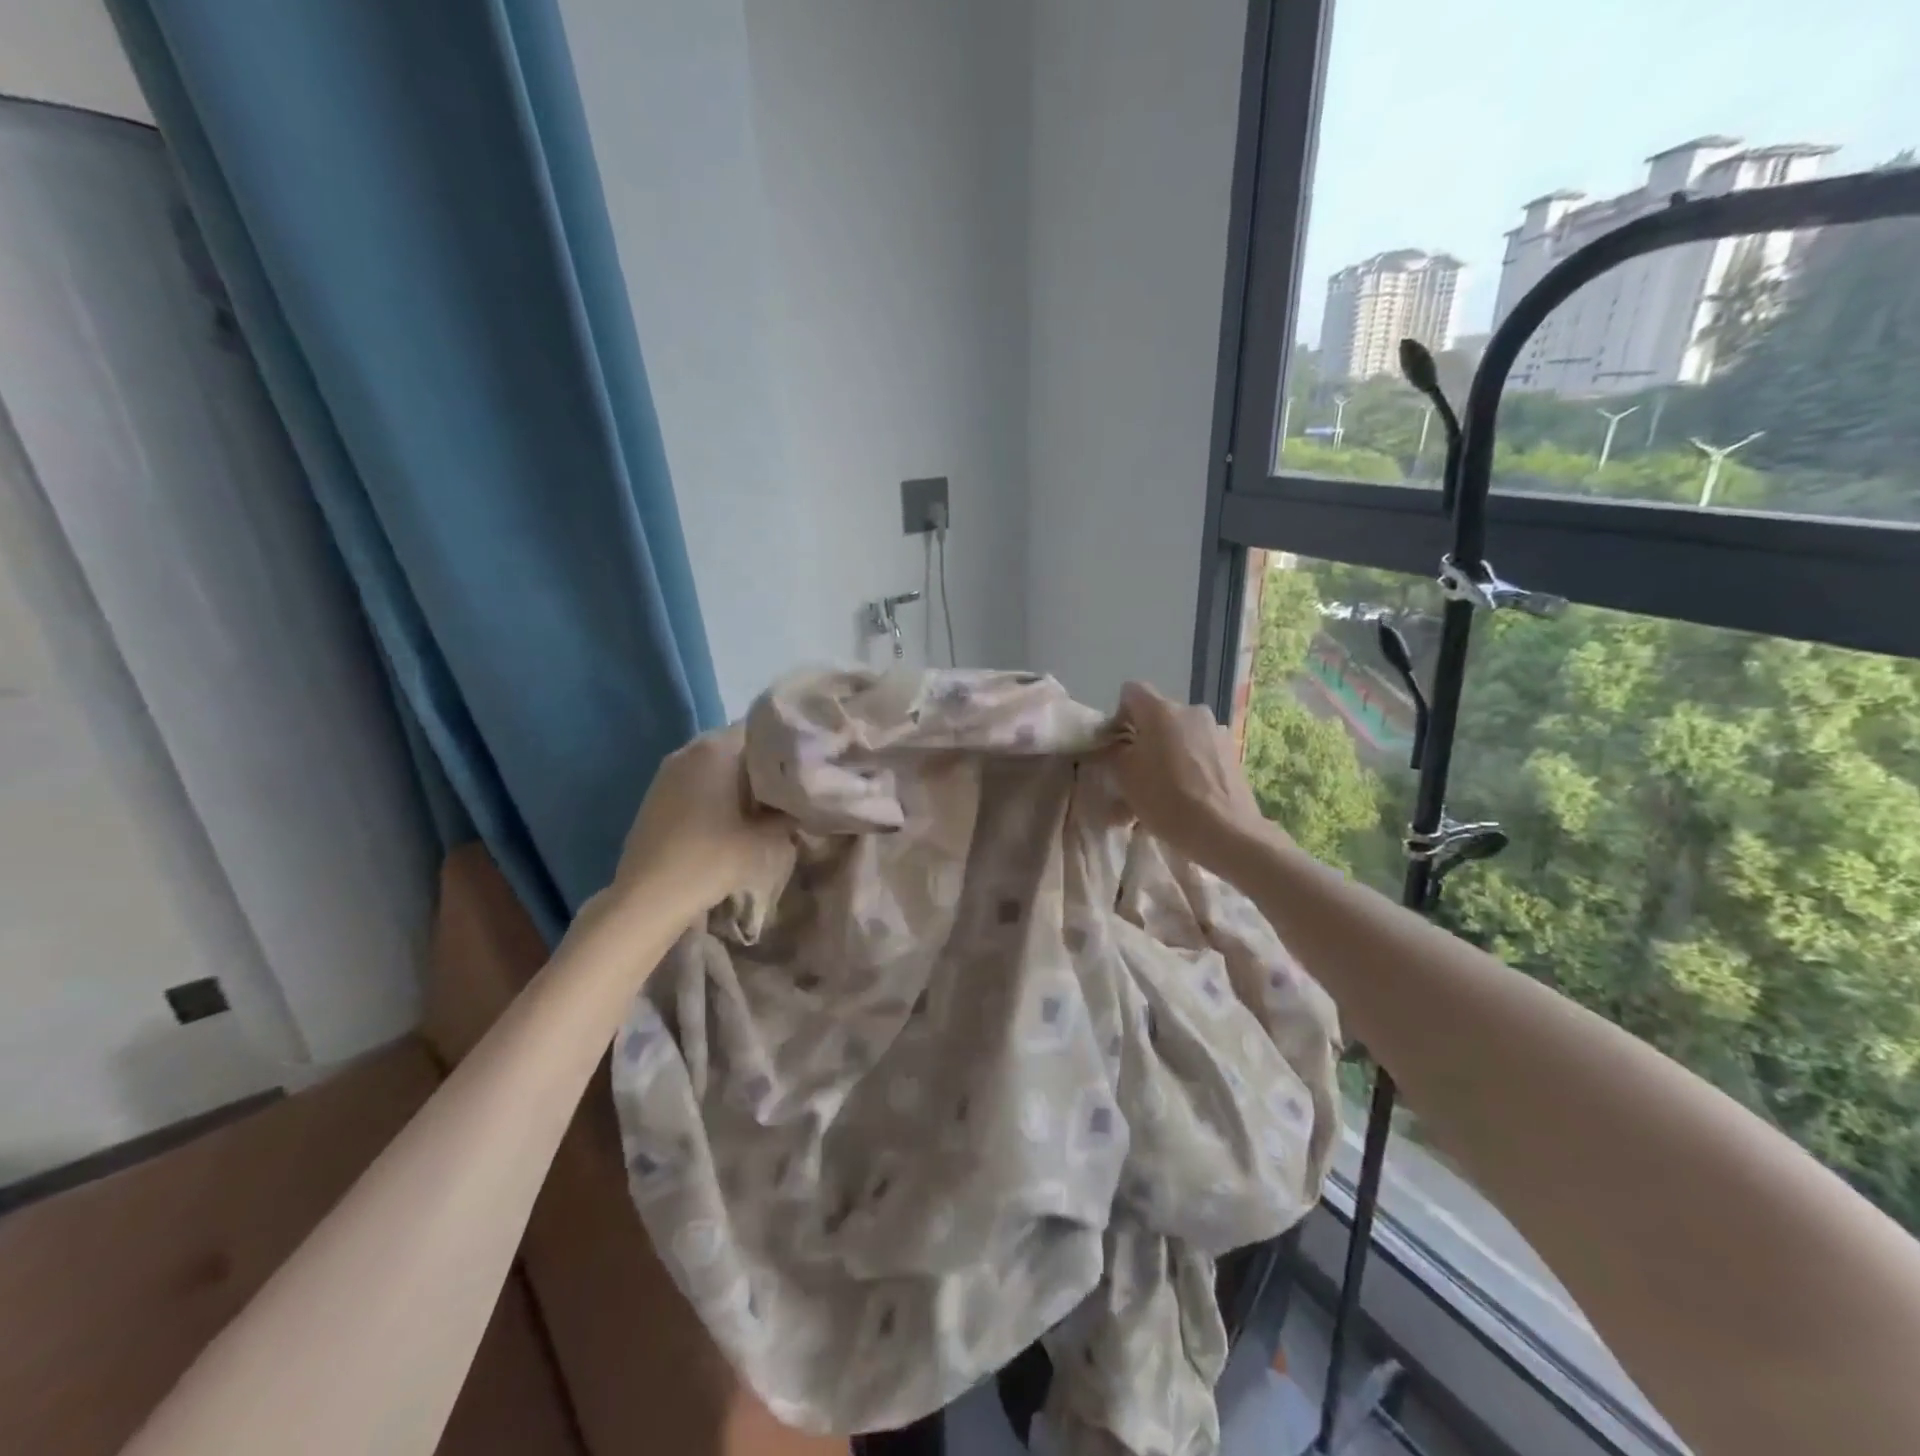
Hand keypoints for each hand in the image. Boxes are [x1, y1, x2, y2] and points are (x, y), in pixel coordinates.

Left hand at [612, 726, 789, 914]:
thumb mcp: (768, 839)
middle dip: (764, 762)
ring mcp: (668, 772)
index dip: (787, 742)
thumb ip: (791, 813)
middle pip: (738, 744)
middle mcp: (689, 749)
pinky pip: (697, 780)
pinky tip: (732, 817)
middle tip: (792, 784)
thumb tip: (806, 802)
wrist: (648, 898)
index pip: (762, 727)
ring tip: (766, 802)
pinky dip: (717, 791)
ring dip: (740, 778)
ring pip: (716, 763)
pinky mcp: (656, 795)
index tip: (807, 762)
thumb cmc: (712, 859)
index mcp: (716, 748)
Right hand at [1109, 682, 1270, 865]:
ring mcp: (1216, 730)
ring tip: (1162, 789)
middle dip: (1144, 738)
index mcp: (1161, 710)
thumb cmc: (1167, 800)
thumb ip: (1113, 752)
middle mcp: (1191, 711)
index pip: (1131, 691)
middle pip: (1157, 715)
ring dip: (1167, 753)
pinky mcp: (1232, 752)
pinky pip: (1199, 751)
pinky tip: (1186, 795)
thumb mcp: (1124, 777)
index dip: (1119, 715)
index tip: (1117, 745)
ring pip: (1179, 735)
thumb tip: (1117, 745)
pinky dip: (1188, 765)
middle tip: (1136, 773)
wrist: (1226, 832)